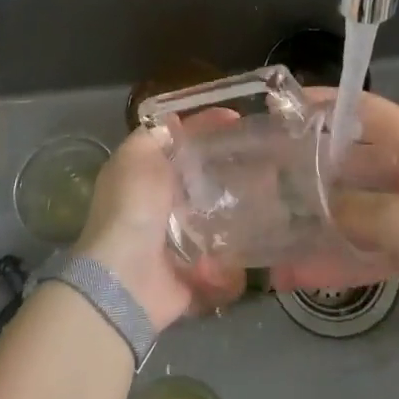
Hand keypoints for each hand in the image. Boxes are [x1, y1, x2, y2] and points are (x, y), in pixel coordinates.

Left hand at [74, 127, 245, 331]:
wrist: (127, 280)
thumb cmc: (133, 209)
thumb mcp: (137, 157)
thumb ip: (154, 136)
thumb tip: (173, 122)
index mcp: (145, 176)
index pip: (180, 142)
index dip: (205, 126)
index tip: (236, 118)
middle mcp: (160, 206)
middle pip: (202, 180)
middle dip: (230, 172)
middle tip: (263, 160)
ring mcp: (178, 242)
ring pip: (217, 220)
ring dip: (239, 215)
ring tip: (270, 199)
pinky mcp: (194, 275)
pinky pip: (223, 266)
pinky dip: (234, 263)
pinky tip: (256, 242)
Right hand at [281, 91, 398, 331]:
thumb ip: (357, 211)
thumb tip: (316, 206)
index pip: (360, 109)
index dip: (323, 104)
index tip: (282, 107)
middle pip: (350, 162)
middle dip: (311, 171)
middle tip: (264, 178)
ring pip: (355, 208)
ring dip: (320, 223)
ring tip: (271, 233)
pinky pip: (368, 246)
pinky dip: (341, 259)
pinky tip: (301, 275)